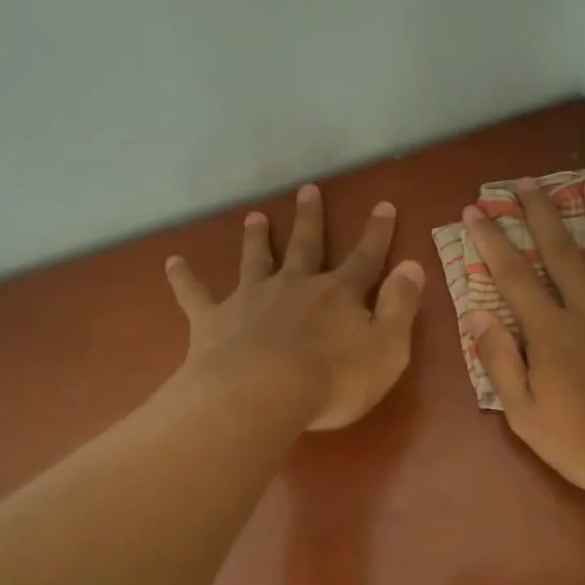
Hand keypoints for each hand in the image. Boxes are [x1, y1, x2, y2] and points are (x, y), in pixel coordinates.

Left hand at [166, 183, 424, 429]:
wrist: (262, 394)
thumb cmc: (334, 380)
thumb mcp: (388, 348)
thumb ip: (401, 306)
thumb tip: (413, 266)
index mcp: (339, 295)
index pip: (365, 258)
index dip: (377, 233)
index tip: (383, 205)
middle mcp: (295, 286)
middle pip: (306, 246)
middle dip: (310, 219)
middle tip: (308, 190)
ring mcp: (252, 299)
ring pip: (255, 260)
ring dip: (256, 238)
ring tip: (254, 216)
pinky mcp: (215, 320)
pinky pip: (195, 295)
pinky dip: (183, 278)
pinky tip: (172, 262)